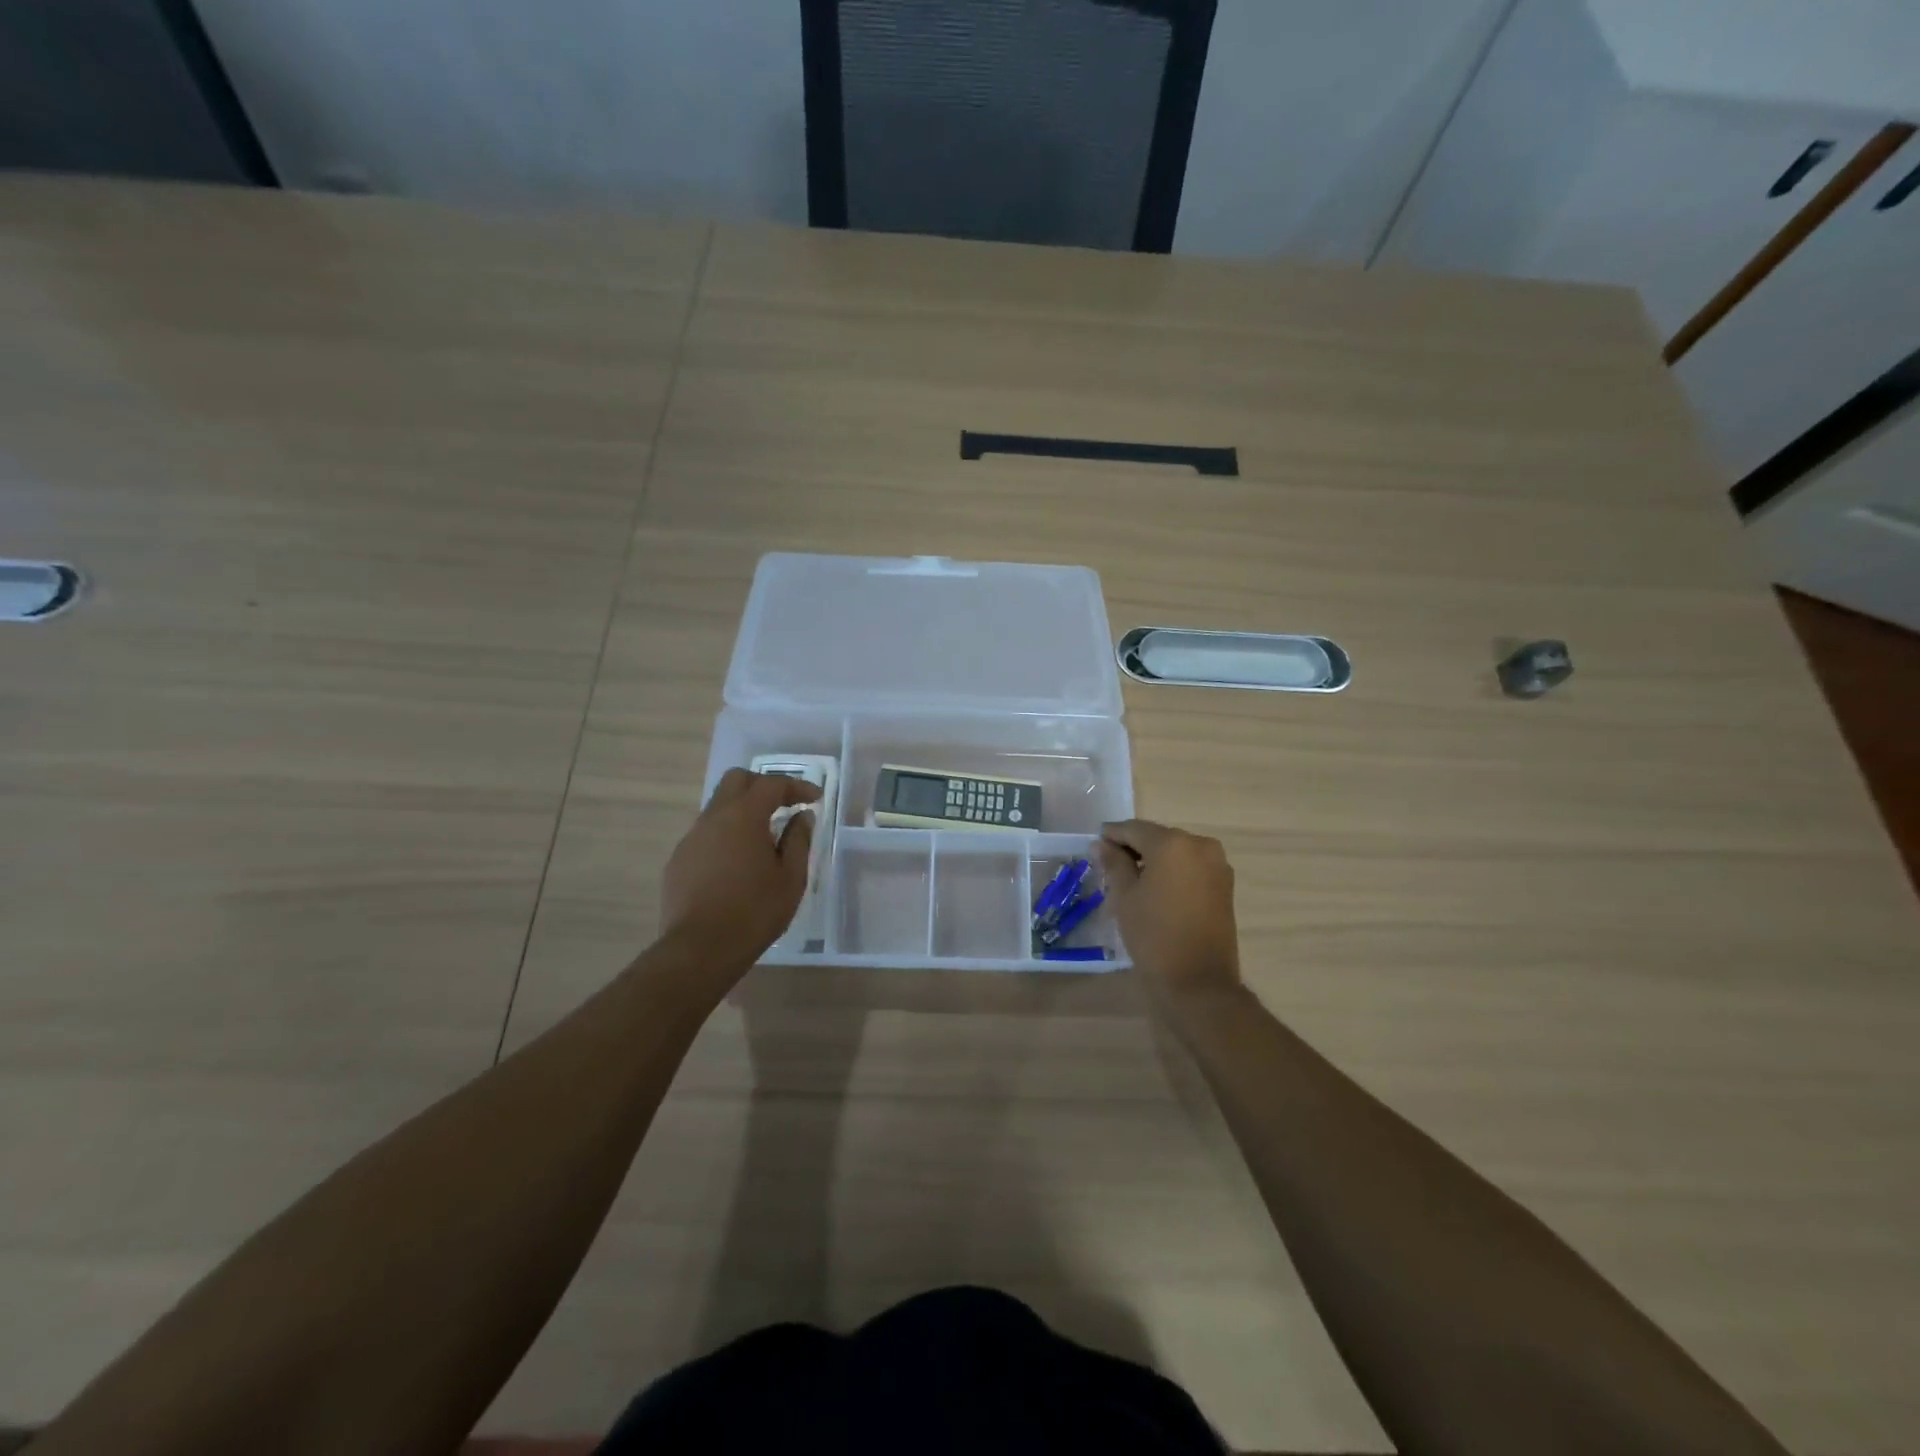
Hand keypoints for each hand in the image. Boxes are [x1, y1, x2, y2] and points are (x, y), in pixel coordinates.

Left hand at [660, 768, 820, 967]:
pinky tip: (737, 864)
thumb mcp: (791, 878)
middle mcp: (713, 818)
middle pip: (736, 781)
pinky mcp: (678, 860)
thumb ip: (798, 840)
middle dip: (763, 786)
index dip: (796, 787)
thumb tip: (801, 817)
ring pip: (718, 807)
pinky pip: (706, 834)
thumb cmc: (754, 911)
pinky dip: (726, 835)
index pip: (771, 784)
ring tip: (763, 838)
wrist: (700, 949)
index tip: (814, 798)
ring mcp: (691, 839)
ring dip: (742, 811)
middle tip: (784, 805)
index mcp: (743, 816)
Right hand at [1097, 820, 1241, 1000]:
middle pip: (1157, 837)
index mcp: (1172, 843)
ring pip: (1176, 852)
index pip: (1134, 829)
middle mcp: (1199, 845)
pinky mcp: (1225, 884)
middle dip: (1133, 847)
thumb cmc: (1154, 935)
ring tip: (1130, 879)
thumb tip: (1102, 844)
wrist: (1199, 982)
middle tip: (1109, 864)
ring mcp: (1217, 864)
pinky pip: (1191, 866)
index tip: (1095, 843)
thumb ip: (1114, 863)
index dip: (1112, 835)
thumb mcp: (1124, 897)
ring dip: (1154, 859)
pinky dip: (1172, 871)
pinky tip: (1155, 888)